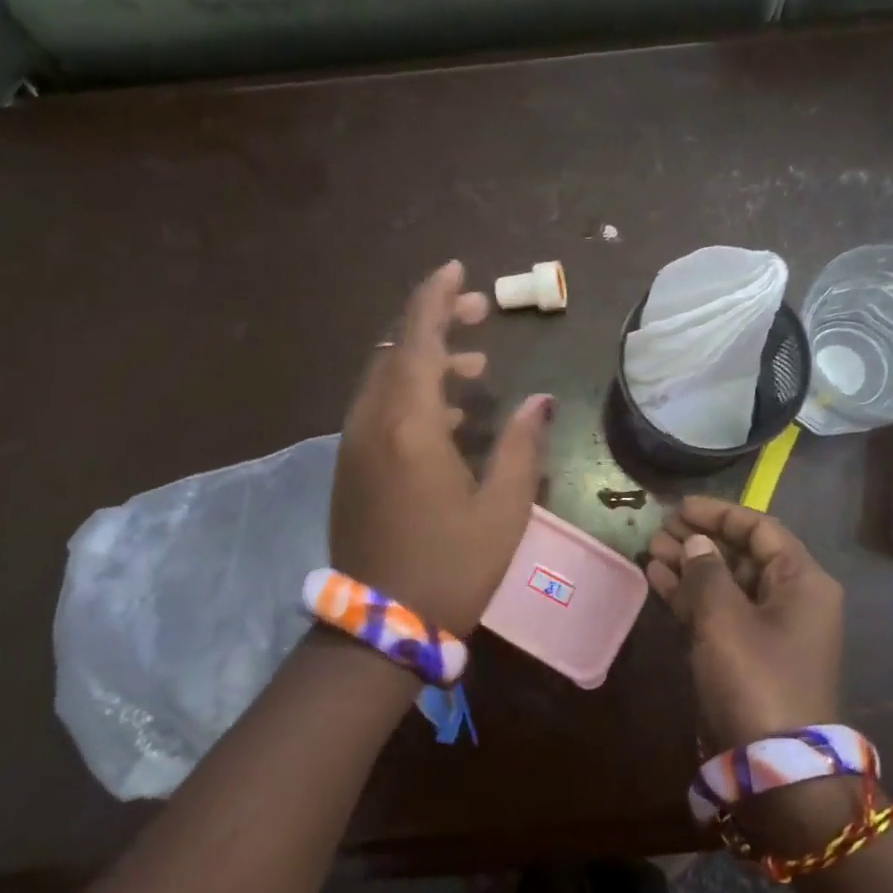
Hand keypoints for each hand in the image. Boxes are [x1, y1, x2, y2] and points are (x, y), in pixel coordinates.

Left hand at [331, 260, 554, 638]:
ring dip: (428, 361)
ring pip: (386, 378)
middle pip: (397, 348)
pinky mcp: (350, 466)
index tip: (458, 268)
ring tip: (479, 370)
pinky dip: (413, 394)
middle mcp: (372, 422)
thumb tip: (542, 400)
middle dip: (438, 322)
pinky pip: (379, 409)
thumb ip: (523, 445)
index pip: (418, 337)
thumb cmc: (452, 567)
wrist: (381, 624)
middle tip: (483, 313)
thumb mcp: (503, 508)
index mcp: (409, 424)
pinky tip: (451, 417)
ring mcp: (354, 444)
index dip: (436, 296)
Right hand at [645, 497, 844, 753]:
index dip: (719, 514)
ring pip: (727, 583)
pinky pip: (720, 611)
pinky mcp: (749, 654)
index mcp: (802, 581)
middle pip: (743, 554)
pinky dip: (691, 596)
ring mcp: (770, 628)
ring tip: (651, 551)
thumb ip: (706, 571)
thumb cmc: (755, 678)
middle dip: (700, 540)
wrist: (774, 765)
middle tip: (659, 530)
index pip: (760, 528)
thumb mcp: (725, 618)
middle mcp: (791, 598)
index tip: (680, 507)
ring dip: (691, 566)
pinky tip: (658, 580)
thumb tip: (695, 543)